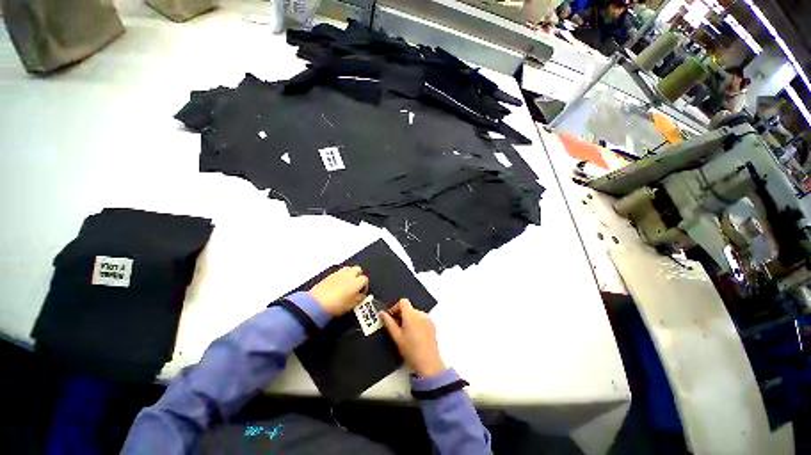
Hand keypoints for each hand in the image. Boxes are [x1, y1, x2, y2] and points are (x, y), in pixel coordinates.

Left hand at [309, 266, 367, 315]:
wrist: (317, 303)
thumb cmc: (336, 305)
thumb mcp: (352, 305)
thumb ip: (360, 298)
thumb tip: (362, 295)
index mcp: (357, 282)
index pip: (365, 279)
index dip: (365, 286)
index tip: (362, 292)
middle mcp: (349, 275)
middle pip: (358, 269)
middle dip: (359, 275)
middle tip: (356, 284)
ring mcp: (339, 273)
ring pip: (349, 268)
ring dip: (350, 273)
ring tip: (348, 282)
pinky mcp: (330, 275)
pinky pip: (339, 271)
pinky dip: (341, 275)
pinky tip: (339, 283)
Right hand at [381, 299, 445, 377]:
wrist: (428, 362)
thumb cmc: (411, 350)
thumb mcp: (396, 336)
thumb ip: (388, 323)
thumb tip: (381, 313)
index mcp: (411, 314)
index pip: (403, 302)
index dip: (395, 307)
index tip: (392, 317)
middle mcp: (420, 313)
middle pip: (409, 308)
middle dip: (401, 315)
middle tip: (396, 328)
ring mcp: (428, 319)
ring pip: (415, 313)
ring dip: (409, 319)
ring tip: (406, 334)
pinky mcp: (432, 325)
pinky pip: (422, 319)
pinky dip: (416, 323)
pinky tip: (414, 336)